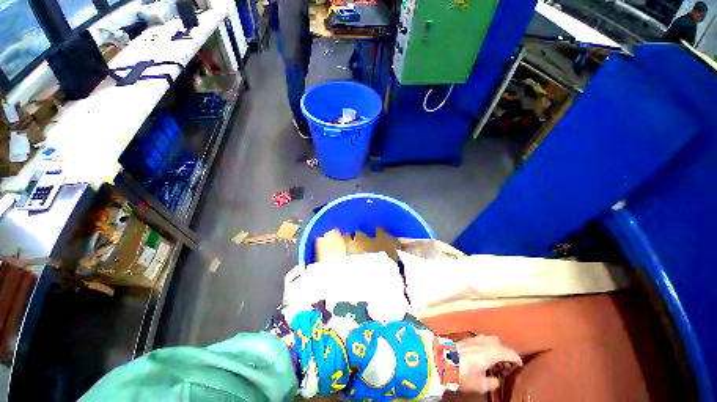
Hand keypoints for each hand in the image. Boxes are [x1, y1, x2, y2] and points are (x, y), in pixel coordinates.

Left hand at [457, 335, 521, 393]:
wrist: (442, 360)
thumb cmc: (464, 373)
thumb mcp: (480, 383)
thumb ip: (492, 382)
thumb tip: (496, 380)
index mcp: (492, 351)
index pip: (509, 352)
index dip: (516, 358)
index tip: (519, 365)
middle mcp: (484, 341)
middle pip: (498, 342)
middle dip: (503, 351)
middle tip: (505, 363)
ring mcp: (474, 338)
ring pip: (488, 339)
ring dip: (493, 347)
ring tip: (493, 359)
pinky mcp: (465, 338)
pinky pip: (480, 340)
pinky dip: (484, 345)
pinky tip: (482, 354)